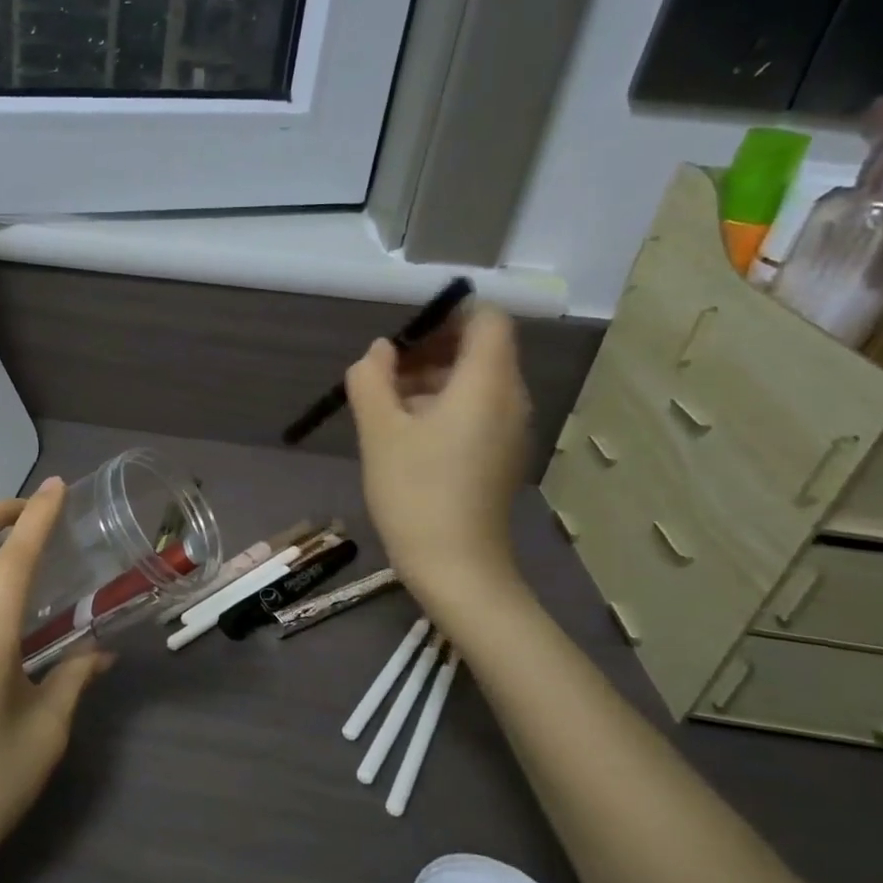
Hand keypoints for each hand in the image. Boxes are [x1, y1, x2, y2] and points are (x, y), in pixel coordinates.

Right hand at [346, 305, 531, 602]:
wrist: (455, 567)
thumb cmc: (415, 491)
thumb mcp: (379, 431)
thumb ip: (371, 379)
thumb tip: (378, 352)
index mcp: (487, 384)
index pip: (487, 320)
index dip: (448, 315)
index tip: (404, 336)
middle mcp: (511, 399)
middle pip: (480, 350)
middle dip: (431, 350)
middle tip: (384, 373)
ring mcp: (510, 430)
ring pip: (476, 382)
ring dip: (431, 381)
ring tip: (385, 406)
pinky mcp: (501, 455)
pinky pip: (477, 411)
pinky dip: (444, 407)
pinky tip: (406, 436)